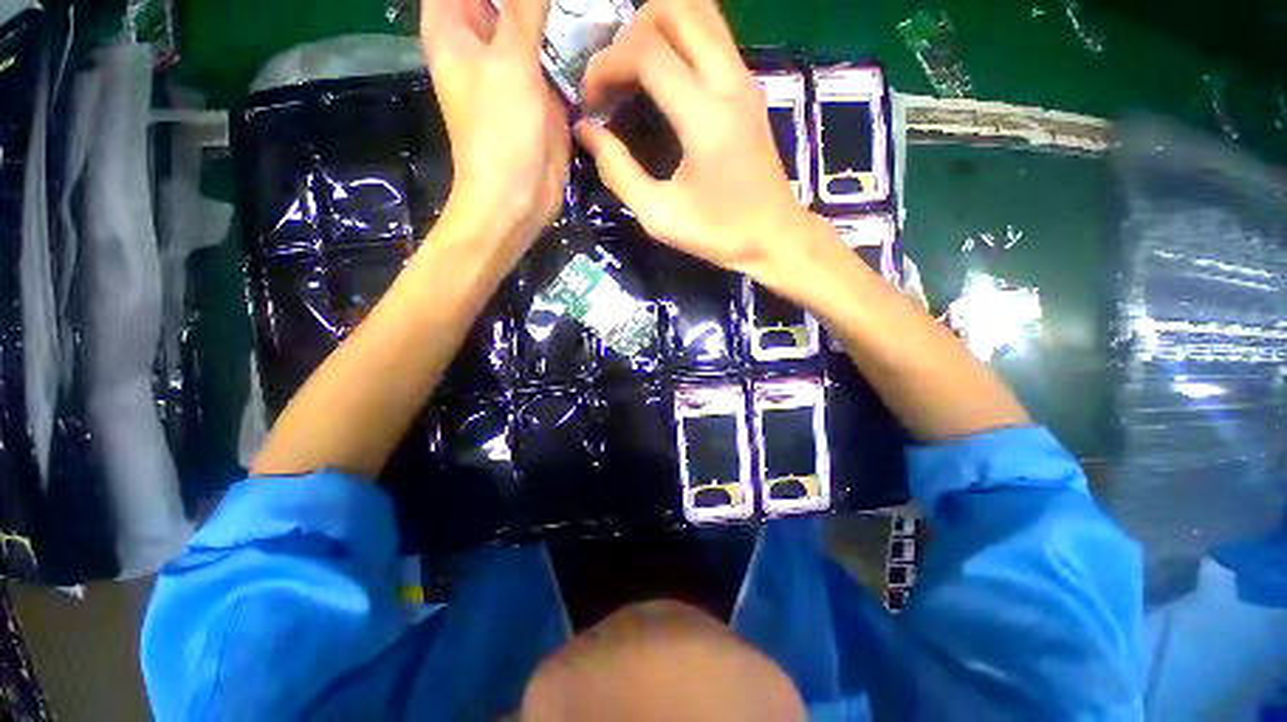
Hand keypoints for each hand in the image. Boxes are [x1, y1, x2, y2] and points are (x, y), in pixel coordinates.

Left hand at [420, 0, 569, 246]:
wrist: (519, 197)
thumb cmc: (500, 131)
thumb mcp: (510, 60)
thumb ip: (524, 9)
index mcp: (453, 27)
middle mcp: (482, 41)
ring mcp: (515, 67)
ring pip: (534, 21)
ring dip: (557, 13)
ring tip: (590, 6)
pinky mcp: (542, 92)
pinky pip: (556, 54)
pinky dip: (571, 43)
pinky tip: (594, 27)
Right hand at [574, 0, 810, 279]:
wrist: (774, 236)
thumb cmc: (718, 233)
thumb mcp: (659, 216)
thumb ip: (618, 171)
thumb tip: (586, 130)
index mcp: (705, 117)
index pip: (646, 51)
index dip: (606, 65)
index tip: (591, 103)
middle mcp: (729, 81)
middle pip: (673, 8)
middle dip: (629, 35)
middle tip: (614, 81)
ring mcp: (744, 78)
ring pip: (697, 10)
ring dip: (655, 28)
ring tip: (634, 73)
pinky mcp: (749, 85)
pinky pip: (711, 33)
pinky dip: (678, 38)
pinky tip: (663, 78)